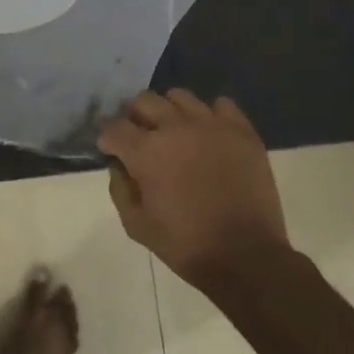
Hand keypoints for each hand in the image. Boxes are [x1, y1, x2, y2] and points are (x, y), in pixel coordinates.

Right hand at [97, 89, 287, 285]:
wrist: (246, 256)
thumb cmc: (185, 244)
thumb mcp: (136, 225)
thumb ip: (119, 189)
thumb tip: (119, 165)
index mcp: (147, 152)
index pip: (114, 127)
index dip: (107, 138)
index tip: (111, 149)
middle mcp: (176, 128)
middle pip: (144, 101)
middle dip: (134, 117)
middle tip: (140, 137)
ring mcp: (212, 125)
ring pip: (180, 96)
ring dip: (169, 111)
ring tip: (175, 132)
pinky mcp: (241, 131)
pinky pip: (221, 105)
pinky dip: (210, 115)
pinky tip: (208, 134)